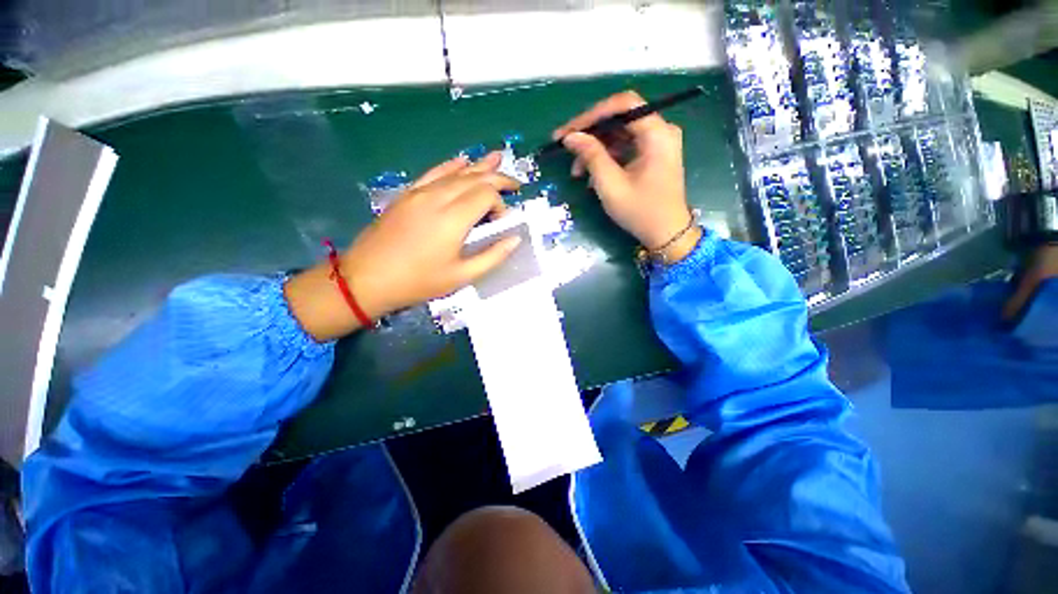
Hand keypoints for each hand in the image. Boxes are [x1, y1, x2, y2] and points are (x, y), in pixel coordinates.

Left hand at [285, 153, 521, 340]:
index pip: (486, 195)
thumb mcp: (461, 276)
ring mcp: (420, 193)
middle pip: (474, 178)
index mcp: (453, 218)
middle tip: (515, 183)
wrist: (367, 279)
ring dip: (478, 166)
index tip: (500, 223)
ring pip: (455, 172)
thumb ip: (492, 256)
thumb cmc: (418, 281)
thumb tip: (515, 239)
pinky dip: (450, 166)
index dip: (500, 205)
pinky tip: (462, 161)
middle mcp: (438, 197)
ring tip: (497, 157)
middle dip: (497, 178)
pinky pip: (433, 173)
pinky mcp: (407, 194)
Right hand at [554, 91, 699, 260]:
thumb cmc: (641, 211)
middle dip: (590, 135)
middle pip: (619, 119)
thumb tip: (570, 137)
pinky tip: (592, 178)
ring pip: (619, 135)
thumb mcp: (611, 185)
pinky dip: (607, 159)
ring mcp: (657, 144)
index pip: (622, 105)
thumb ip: (591, 156)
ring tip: (576, 172)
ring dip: (595, 150)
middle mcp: (660, 131)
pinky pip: (625, 148)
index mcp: (657, 133)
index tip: (568, 132)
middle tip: (567, 149)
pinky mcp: (652, 156)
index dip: (592, 115)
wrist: (666, 234)